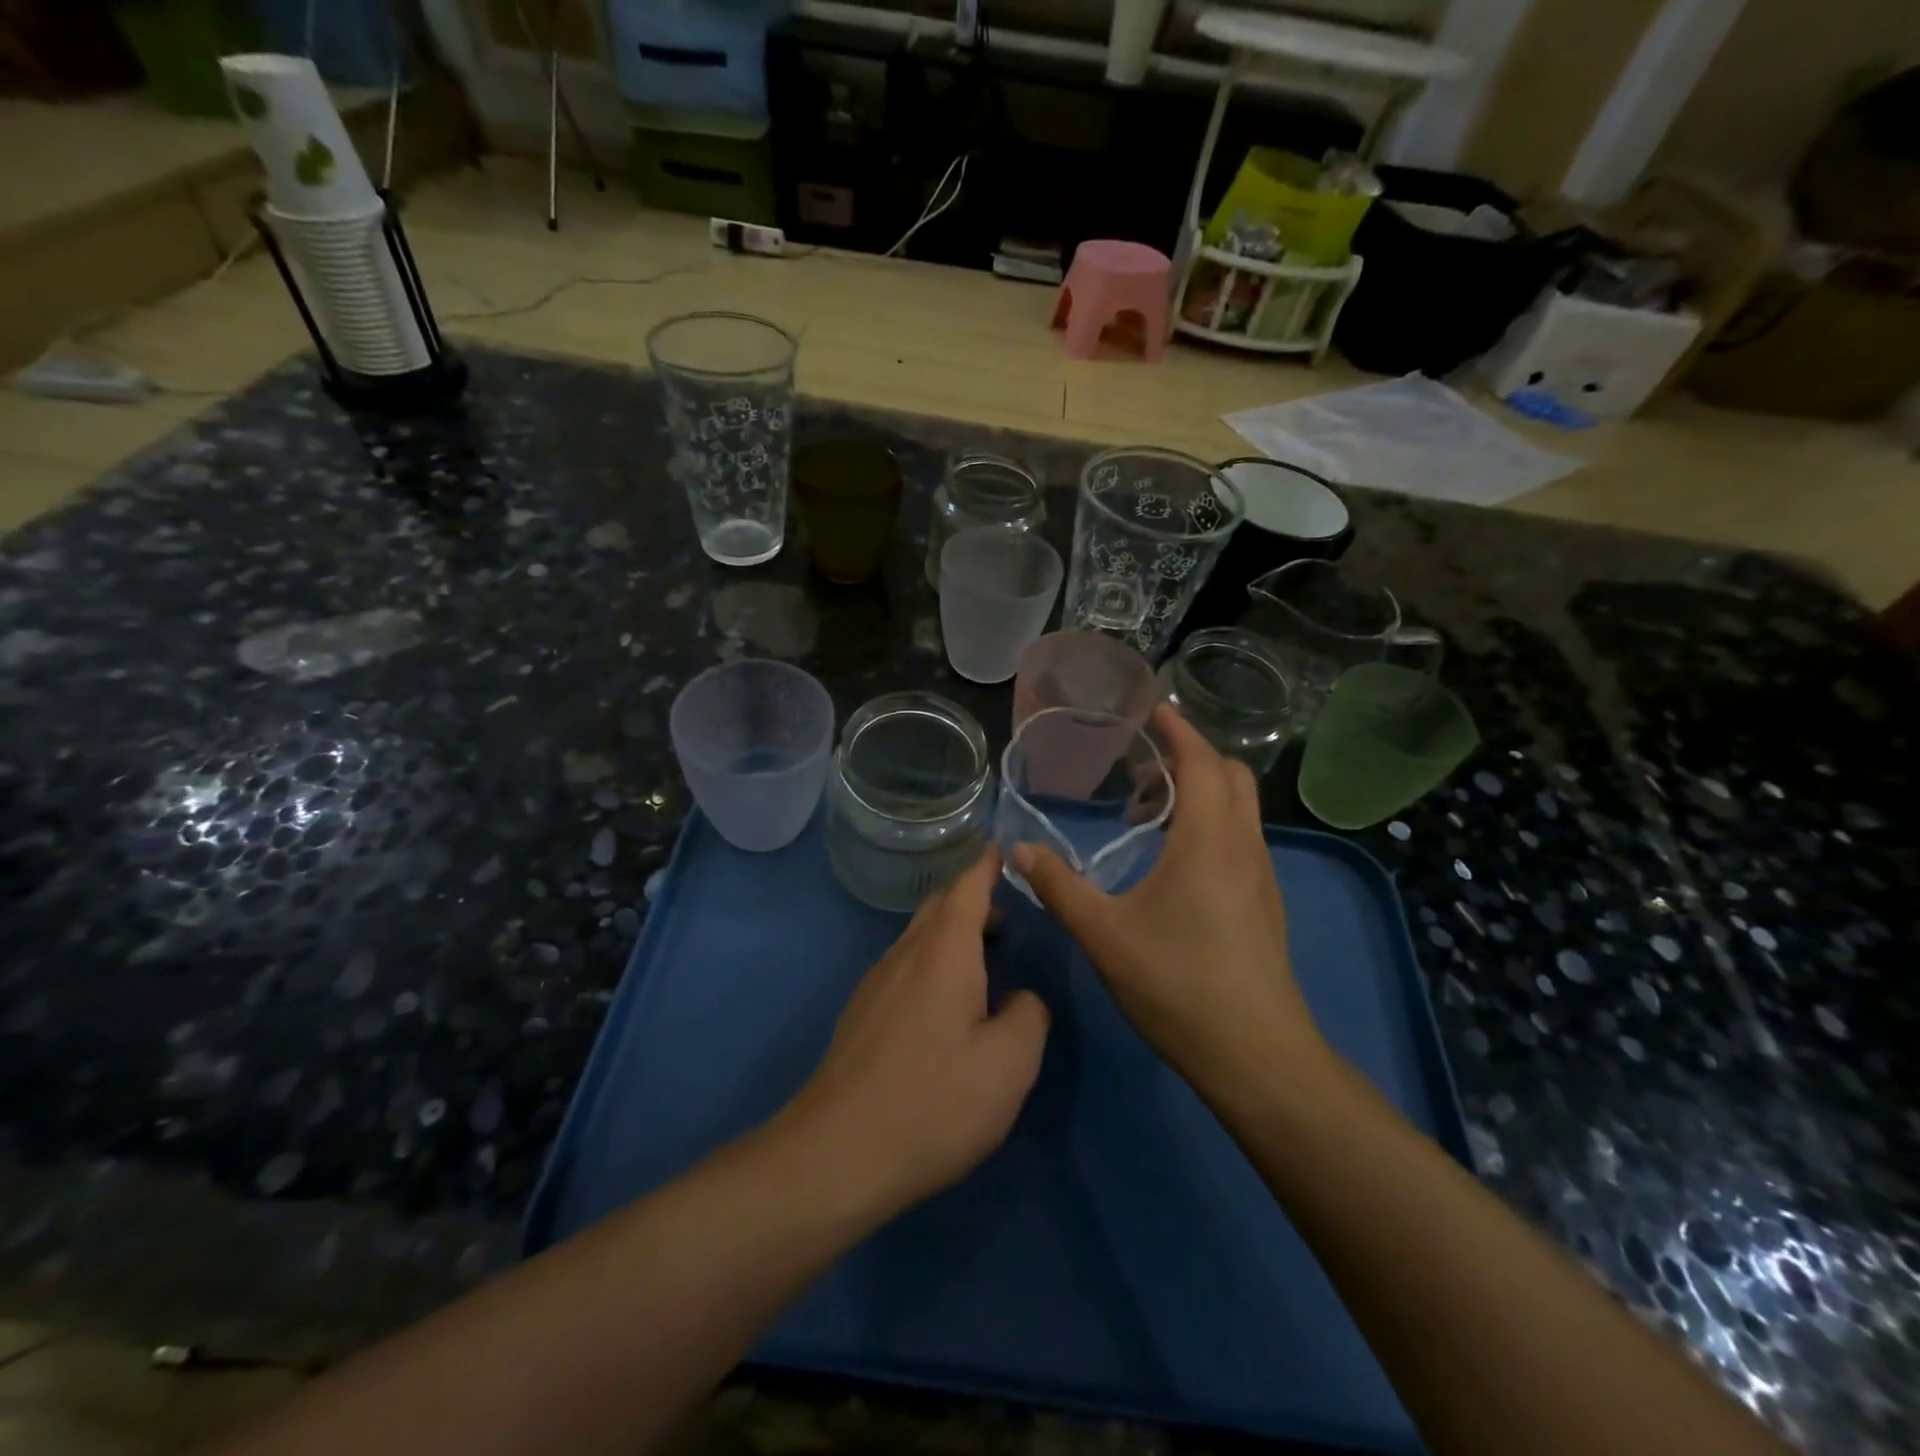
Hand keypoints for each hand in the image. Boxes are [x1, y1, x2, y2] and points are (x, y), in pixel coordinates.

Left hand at [786, 850, 1049, 1218]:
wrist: (837, 1154)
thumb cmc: (934, 1099)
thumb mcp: (1010, 1063)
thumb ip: (1029, 1016)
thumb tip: (1021, 999)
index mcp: (943, 950)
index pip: (968, 886)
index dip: (987, 865)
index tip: (1004, 850)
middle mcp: (905, 954)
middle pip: (939, 907)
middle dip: (972, 900)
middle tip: (1008, 917)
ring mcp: (876, 984)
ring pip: (919, 939)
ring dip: (952, 936)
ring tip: (984, 962)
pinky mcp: (861, 1017)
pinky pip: (904, 969)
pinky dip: (933, 966)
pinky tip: (946, 1008)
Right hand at [1012, 704, 1329, 1106]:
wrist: (1257, 1056)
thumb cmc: (1179, 985)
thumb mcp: (1104, 934)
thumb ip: (1059, 886)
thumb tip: (1019, 851)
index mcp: (1209, 839)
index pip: (1201, 760)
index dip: (1177, 728)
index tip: (1150, 706)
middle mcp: (1244, 845)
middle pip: (1229, 774)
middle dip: (1188, 757)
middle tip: (1138, 768)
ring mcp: (1261, 875)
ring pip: (1237, 808)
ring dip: (1197, 793)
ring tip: (1144, 816)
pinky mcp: (1264, 902)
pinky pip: (1239, 837)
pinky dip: (1208, 823)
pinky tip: (1170, 862)